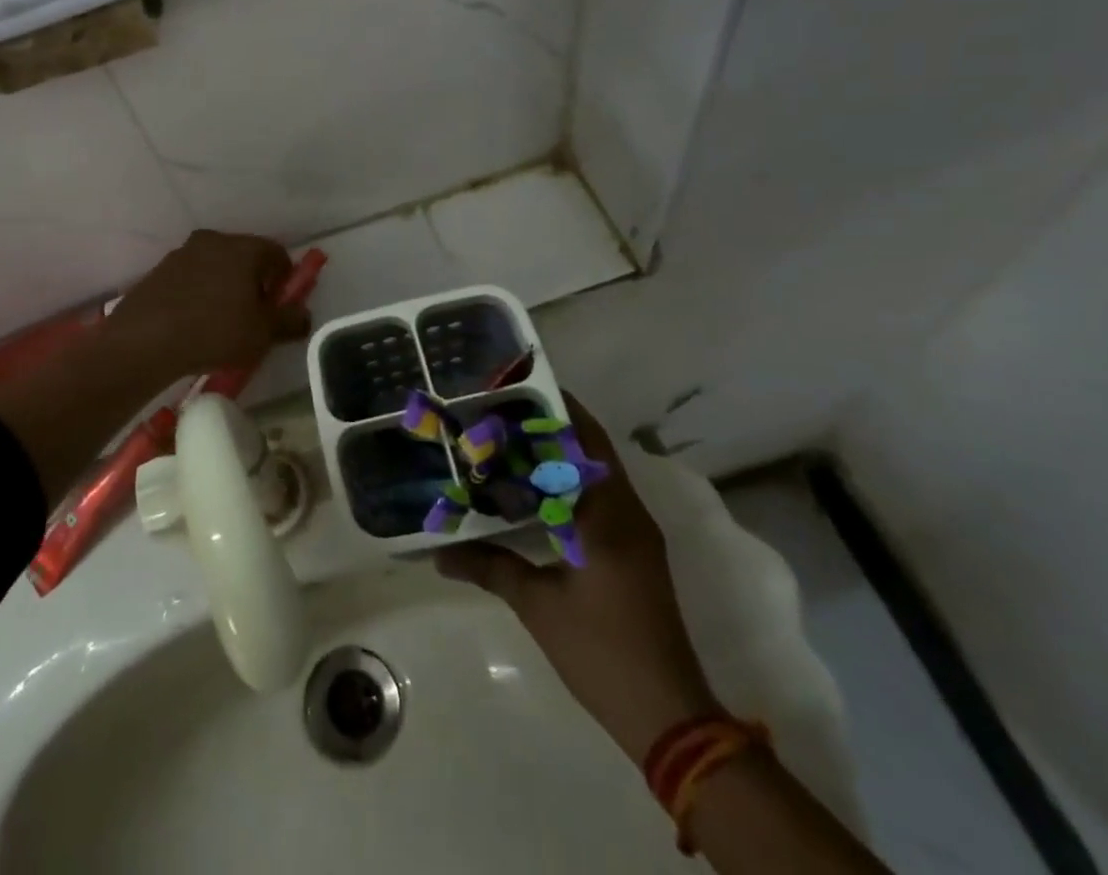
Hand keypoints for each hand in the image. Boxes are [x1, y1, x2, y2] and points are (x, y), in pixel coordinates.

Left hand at [102, 230, 311, 383]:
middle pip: (245, 257)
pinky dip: (200, 293)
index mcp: (243, 247)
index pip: (277, 253)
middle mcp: (214, 240)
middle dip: (255, 282)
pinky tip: (195, 322)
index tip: (281, 306)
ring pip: (217, 266)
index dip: (285, 279)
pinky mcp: (160, 270)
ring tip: (223, 322)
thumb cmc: (214, 331)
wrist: (143, 340)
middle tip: (255, 315)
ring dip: (226, 287)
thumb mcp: (262, 333)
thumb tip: (304, 314)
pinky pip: (192, 278)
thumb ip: (290, 321)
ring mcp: (182, 253)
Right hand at [437, 395, 721, 758]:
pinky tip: (539, 494)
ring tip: (515, 444)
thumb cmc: (601, 651)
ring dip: (565, 456)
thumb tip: (438, 554)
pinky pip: (604, 500)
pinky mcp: (638, 554)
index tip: (519, 392)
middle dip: (555, 428)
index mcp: (608, 516)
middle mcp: (629, 514)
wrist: (669, 716)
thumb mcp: (537, 606)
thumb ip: (489, 567)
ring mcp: (638, 535)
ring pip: (600, 476)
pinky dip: (574, 485)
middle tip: (507, 414)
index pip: (585, 442)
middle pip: (594, 451)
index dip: (556, 411)